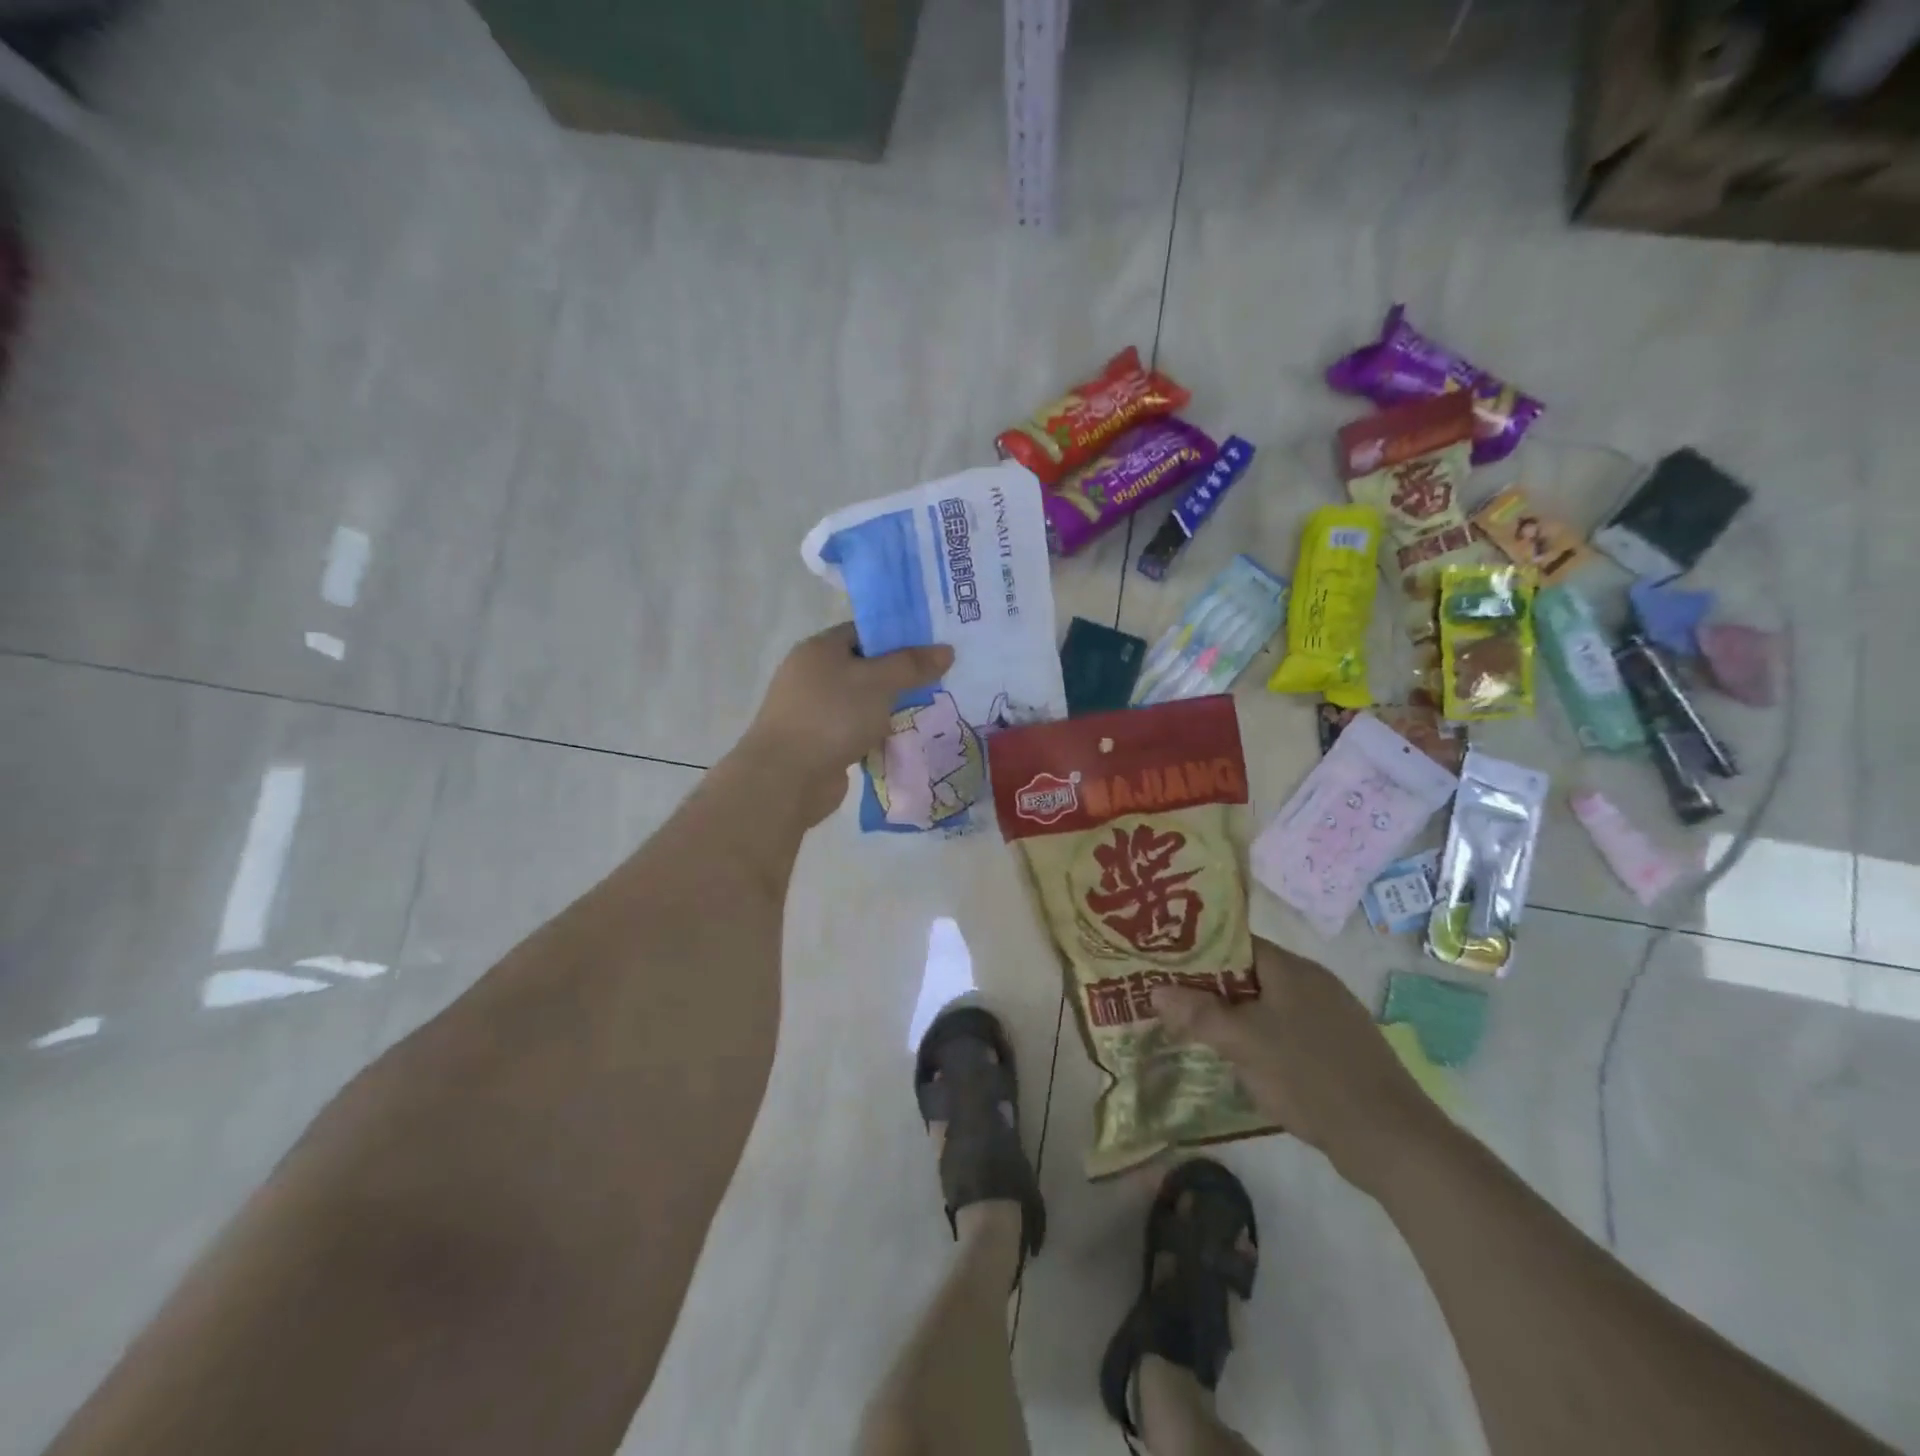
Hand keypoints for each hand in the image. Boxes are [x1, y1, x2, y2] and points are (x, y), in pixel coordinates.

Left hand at [740, 623, 953, 825]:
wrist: (786, 778)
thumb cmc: (832, 716)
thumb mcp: (878, 683)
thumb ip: (912, 665)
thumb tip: (947, 650)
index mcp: (820, 649)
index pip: (863, 632)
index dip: (897, 637)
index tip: (931, 650)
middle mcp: (811, 674)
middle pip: (863, 667)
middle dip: (898, 677)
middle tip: (937, 682)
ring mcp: (812, 710)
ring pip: (860, 702)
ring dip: (887, 709)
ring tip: (927, 712)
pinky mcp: (818, 742)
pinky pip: (854, 730)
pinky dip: (874, 735)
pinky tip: (901, 742)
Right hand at [1153, 938, 1445, 1193]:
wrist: (1391, 1139)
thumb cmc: (1310, 1076)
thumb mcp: (1244, 1043)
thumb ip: (1199, 1014)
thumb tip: (1155, 990)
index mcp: (1292, 969)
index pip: (1236, 943)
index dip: (1199, 951)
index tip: (1166, 965)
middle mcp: (1313, 983)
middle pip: (1250, 974)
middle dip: (1211, 988)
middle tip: (1173, 1002)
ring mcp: (1331, 1016)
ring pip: (1269, 1005)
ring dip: (1236, 1017)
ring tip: (1198, 1032)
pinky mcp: (1340, 1049)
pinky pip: (1288, 1031)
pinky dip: (1262, 1039)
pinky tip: (1245, 1064)